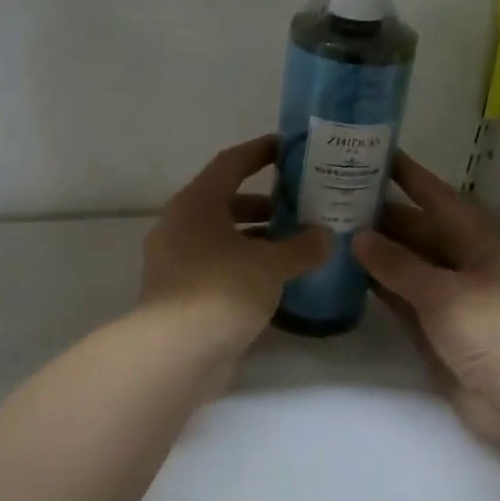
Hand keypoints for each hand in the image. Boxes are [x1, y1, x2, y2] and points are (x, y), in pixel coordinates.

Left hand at [138, 136, 329, 356]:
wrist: (175, 352)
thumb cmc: (223, 291)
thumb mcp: (271, 265)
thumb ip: (302, 247)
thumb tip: (325, 237)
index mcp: (196, 203)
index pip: (231, 163)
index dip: (260, 152)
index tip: (288, 147)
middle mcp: (180, 225)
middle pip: (225, 201)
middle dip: (264, 203)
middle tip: (301, 205)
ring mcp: (174, 260)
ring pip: (221, 236)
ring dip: (255, 237)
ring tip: (295, 244)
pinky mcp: (177, 292)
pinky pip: (215, 264)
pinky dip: (243, 264)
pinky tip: (273, 279)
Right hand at [352, 153, 499, 460]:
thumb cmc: (492, 331)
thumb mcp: (443, 292)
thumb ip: (398, 264)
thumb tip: (358, 237)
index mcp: (479, 240)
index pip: (438, 197)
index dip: (409, 176)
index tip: (375, 154)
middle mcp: (464, 261)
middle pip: (418, 230)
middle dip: (382, 216)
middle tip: (334, 197)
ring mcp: (449, 296)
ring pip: (406, 264)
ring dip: (375, 252)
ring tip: (331, 230)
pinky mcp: (435, 327)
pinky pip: (402, 297)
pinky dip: (379, 286)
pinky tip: (347, 273)